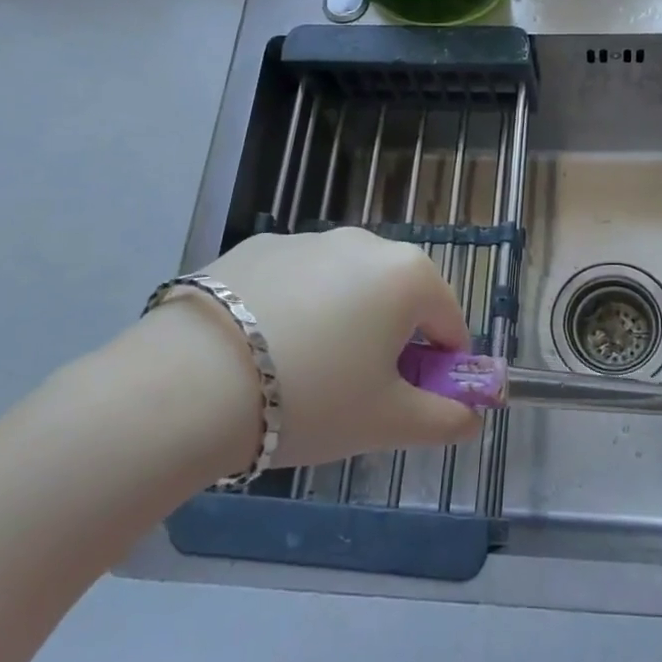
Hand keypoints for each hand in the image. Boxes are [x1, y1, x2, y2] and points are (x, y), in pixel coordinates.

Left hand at [200, 228, 483, 466]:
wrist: (190, 382)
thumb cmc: (312, 400)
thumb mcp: (388, 422)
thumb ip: (444, 420)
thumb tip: (472, 419)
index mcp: (408, 276)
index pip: (450, 323)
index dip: (441, 367)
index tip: (415, 400)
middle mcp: (364, 242)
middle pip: (398, 297)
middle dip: (392, 340)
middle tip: (359, 390)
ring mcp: (307, 239)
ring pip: (346, 285)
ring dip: (344, 320)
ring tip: (303, 372)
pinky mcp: (256, 246)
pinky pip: (297, 280)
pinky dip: (296, 307)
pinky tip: (261, 348)